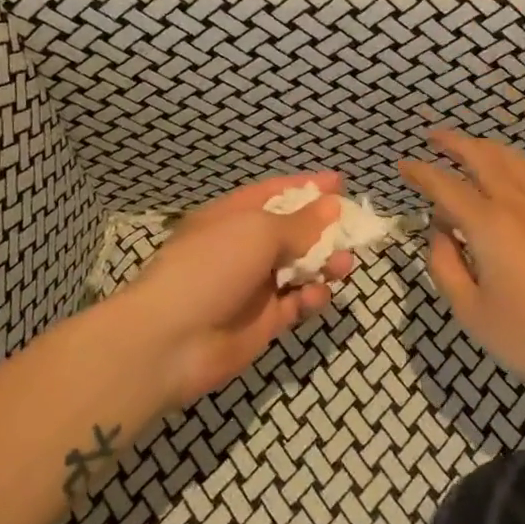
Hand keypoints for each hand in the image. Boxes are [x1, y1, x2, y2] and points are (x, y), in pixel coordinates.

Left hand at [124, 172, 356, 412]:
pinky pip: (297, 302)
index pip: (275, 193)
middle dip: (324, 230)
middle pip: (293, 232)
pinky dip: (311, 297)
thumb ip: (301, 222)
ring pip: (301, 268)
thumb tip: (332, 206)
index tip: (341, 183)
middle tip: (353, 231)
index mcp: (233, 216)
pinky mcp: (265, 321)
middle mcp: (244, 247)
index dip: (307, 187)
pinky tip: (315, 296)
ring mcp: (254, 285)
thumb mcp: (259, 232)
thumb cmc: (212, 267)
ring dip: (324, 263)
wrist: (171, 341)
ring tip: (343, 266)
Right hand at [399, 131, 524, 391]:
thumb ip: (444, 265)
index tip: (402, 166)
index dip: (421, 173)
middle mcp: (517, 203)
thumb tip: (439, 233)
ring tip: (467, 150)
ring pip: (512, 159)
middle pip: (482, 156)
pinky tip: (507, 180)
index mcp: (489, 224)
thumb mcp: (469, 310)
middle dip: (454, 142)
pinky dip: (511, 165)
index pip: (445, 186)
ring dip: (484, 148)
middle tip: (432, 137)